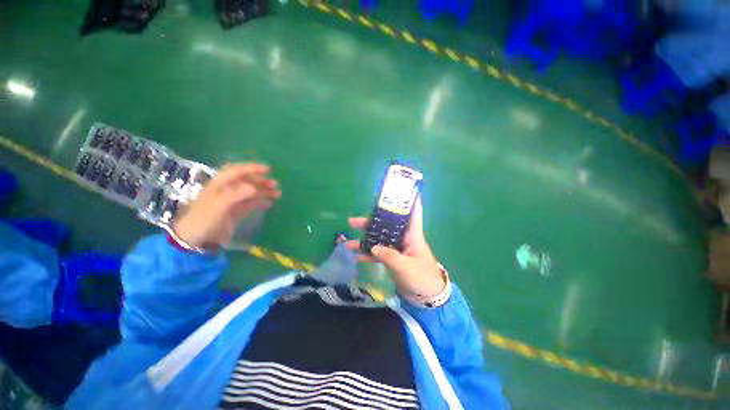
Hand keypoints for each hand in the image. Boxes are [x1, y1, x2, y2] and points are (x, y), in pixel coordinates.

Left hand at [172, 163, 280, 248]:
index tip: (268, 170)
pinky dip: (260, 202)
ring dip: (264, 192)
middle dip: (261, 181)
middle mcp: (227, 191)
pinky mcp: (235, 212)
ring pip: (251, 193)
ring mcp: (232, 202)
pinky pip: (251, 204)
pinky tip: (269, 203)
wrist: (195, 241)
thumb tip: (254, 187)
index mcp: (219, 185)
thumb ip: (236, 195)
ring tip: (277, 194)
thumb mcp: (218, 206)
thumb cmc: (203, 220)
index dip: (252, 168)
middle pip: (246, 182)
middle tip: (275, 184)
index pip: (237, 171)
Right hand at [346, 198, 445, 296]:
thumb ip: (389, 256)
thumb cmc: (421, 277)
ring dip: (364, 239)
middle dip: (370, 222)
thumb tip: (373, 247)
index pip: (412, 212)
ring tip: (348, 243)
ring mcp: (396, 248)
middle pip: (386, 224)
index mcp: (412, 234)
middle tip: (353, 221)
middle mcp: (403, 237)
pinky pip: (378, 252)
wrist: (426, 296)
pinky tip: (356, 257)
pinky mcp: (392, 258)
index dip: (408, 199)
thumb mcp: (406, 267)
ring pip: (379, 238)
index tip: (399, 188)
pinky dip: (368, 254)